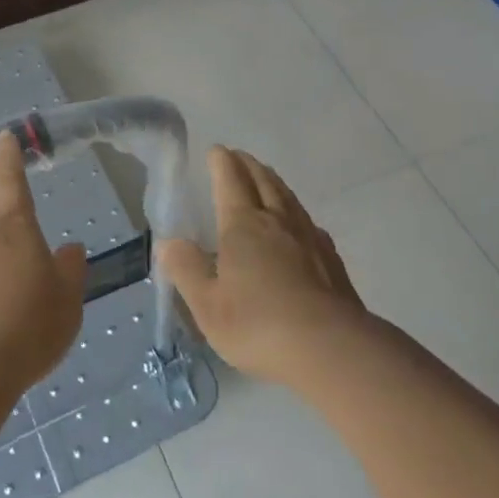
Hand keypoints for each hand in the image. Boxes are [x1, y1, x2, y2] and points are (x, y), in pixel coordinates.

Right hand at [157, 146, 367, 385]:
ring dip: (273, 182)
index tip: (216, 150)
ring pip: (288, 198)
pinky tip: (300, 224)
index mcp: (243, 226)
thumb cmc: (258, 324)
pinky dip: (297, 212)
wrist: (330, 348)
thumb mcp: (207, 304)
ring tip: (266, 177)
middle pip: (263, 182)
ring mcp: (308, 238)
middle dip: (248, 165)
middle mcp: (277, 222)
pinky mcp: (330, 259)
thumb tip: (168, 242)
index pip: (230, 182)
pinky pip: (309, 223)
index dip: (222, 164)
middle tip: (238, 156)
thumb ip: (186, 269)